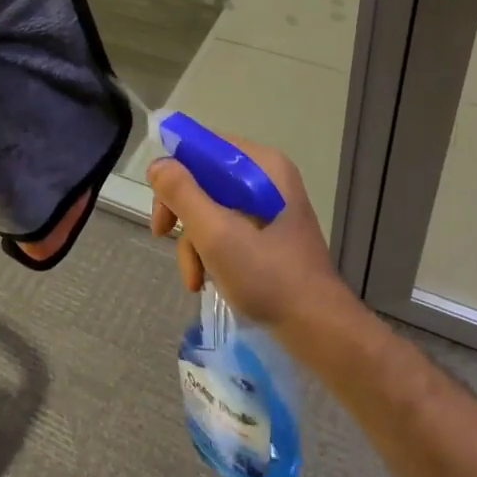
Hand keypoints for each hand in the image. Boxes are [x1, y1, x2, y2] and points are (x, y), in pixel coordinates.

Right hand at [146, 135, 356, 339]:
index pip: (206, 147)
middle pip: (206, 179)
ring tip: (194, 278)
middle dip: (183, 213)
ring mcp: (269, 208)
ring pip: (212, 209)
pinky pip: (227, 229)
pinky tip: (207, 280)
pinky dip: (211, 253)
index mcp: (263, 166)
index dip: (176, 169)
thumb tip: (158, 164)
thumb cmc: (268, 276)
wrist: (318, 329)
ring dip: (194, 242)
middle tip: (162, 234)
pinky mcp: (268, 236)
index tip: (160, 202)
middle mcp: (267, 179)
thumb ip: (183, 194)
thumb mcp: (216, 233)